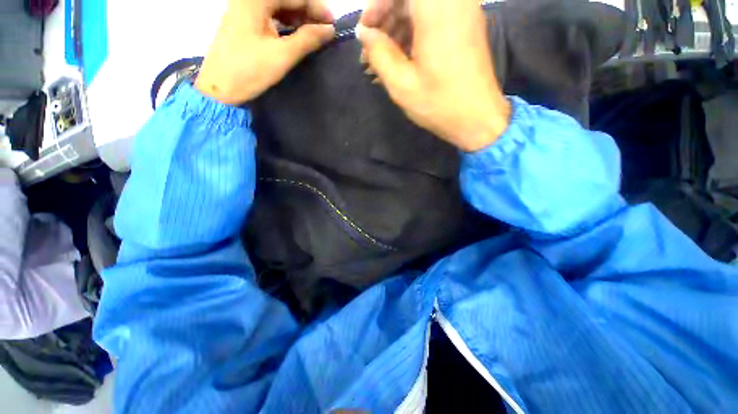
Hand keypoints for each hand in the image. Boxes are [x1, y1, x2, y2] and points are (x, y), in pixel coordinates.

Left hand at [195, 0, 335, 104]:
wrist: (219, 87)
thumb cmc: (249, 70)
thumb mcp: (282, 55)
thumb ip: (307, 39)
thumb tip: (330, 30)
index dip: (317, 7)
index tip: (333, 24)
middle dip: (308, 12)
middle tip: (325, 30)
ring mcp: (244, 8)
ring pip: (278, 6)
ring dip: (298, 17)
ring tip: (314, 34)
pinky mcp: (243, 20)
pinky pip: (270, 14)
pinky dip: (285, 22)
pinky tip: (296, 33)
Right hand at [358, 0, 510, 151]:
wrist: (478, 118)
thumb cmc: (439, 103)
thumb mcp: (401, 84)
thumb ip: (379, 53)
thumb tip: (364, 33)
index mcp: (436, 8)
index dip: (377, 4)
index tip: (366, 31)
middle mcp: (454, 0)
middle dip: (386, 17)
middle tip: (372, 49)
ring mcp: (463, 11)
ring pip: (420, 7)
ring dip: (398, 28)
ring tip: (384, 59)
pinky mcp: (466, 26)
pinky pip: (434, 18)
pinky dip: (414, 33)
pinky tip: (402, 59)